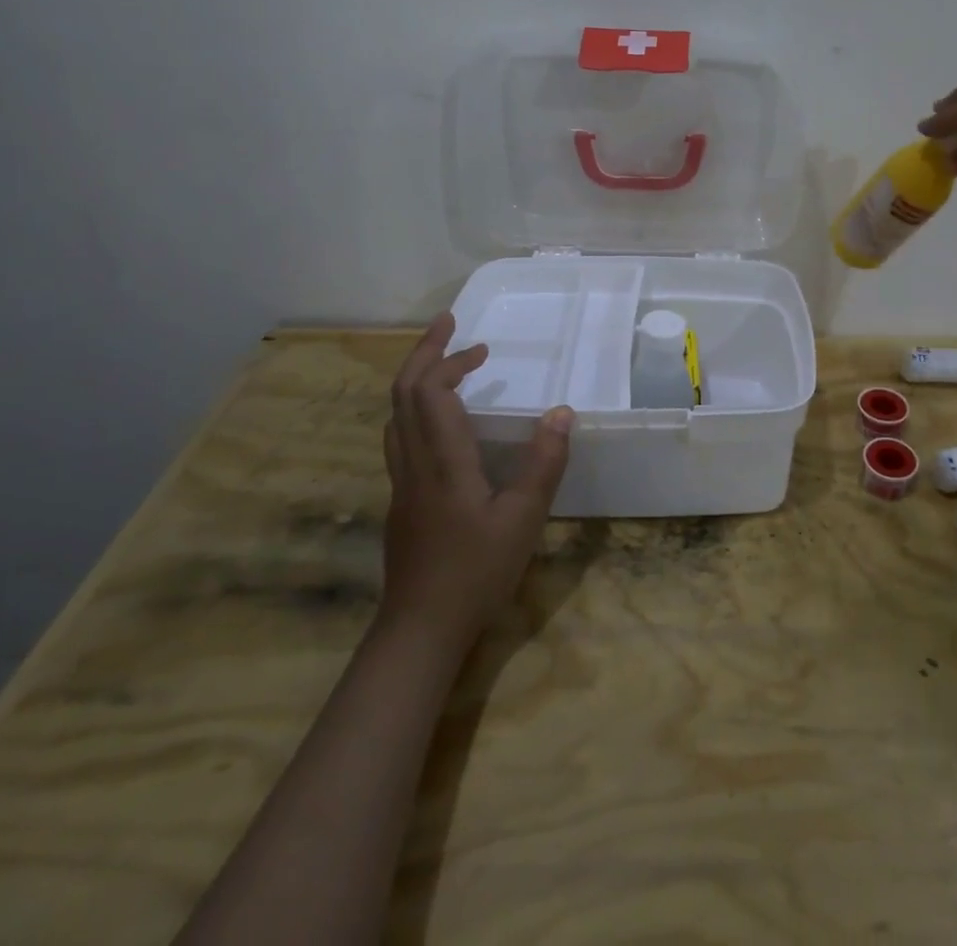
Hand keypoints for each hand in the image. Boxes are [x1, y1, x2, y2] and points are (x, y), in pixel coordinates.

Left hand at [378, 314, 573, 654]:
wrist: (420, 630)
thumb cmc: (476, 572)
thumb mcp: (523, 518)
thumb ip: (543, 463)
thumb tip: (560, 412)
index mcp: (442, 461)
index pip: (430, 392)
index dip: (450, 360)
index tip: (481, 346)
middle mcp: (413, 464)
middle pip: (402, 394)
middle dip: (423, 354)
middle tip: (448, 326)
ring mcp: (401, 484)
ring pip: (395, 417)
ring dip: (415, 380)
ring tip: (444, 365)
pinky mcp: (401, 502)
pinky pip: (400, 438)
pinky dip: (416, 410)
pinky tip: (441, 424)